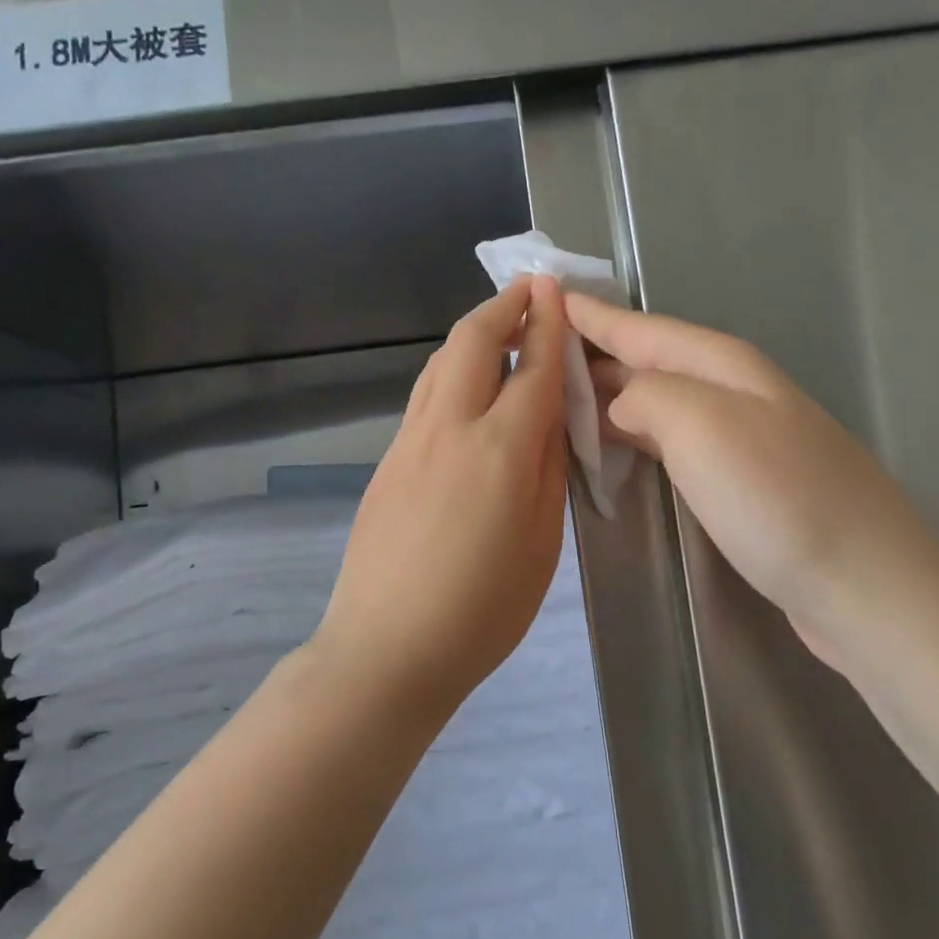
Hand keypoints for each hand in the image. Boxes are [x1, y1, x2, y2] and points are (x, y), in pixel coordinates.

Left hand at [314, 278, 569, 713]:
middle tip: (528, 292)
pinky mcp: (385, 463)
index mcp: (499, 451)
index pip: (531, 368)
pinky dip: (448, 374)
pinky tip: (464, 391)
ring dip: (470, 337)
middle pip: (470, 343)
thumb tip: (549, 417)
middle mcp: (448, 429)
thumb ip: (548, 471)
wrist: (387, 649)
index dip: (547, 324)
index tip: (554, 288)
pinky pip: (422, 399)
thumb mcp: (541, 545)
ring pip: (437, 365)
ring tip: (497, 331)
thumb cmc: (482, 611)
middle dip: (502, 308)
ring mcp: (407, 443)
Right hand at [565, 293, 938, 654]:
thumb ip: (647, 396)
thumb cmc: (778, 499)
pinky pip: (671, 440)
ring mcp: (743, 437)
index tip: (544, 296)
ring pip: (660, 399)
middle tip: (536, 351)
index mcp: (723, 366)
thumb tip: (619, 402)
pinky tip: (614, 447)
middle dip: (595, 352)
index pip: (641, 329)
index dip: (592, 316)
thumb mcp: (703, 427)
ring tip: (561, 396)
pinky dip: (634, 435)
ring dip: (611, 394)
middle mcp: (734, 391)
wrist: (866, 587)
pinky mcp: (744, 482)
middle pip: (651, 360)